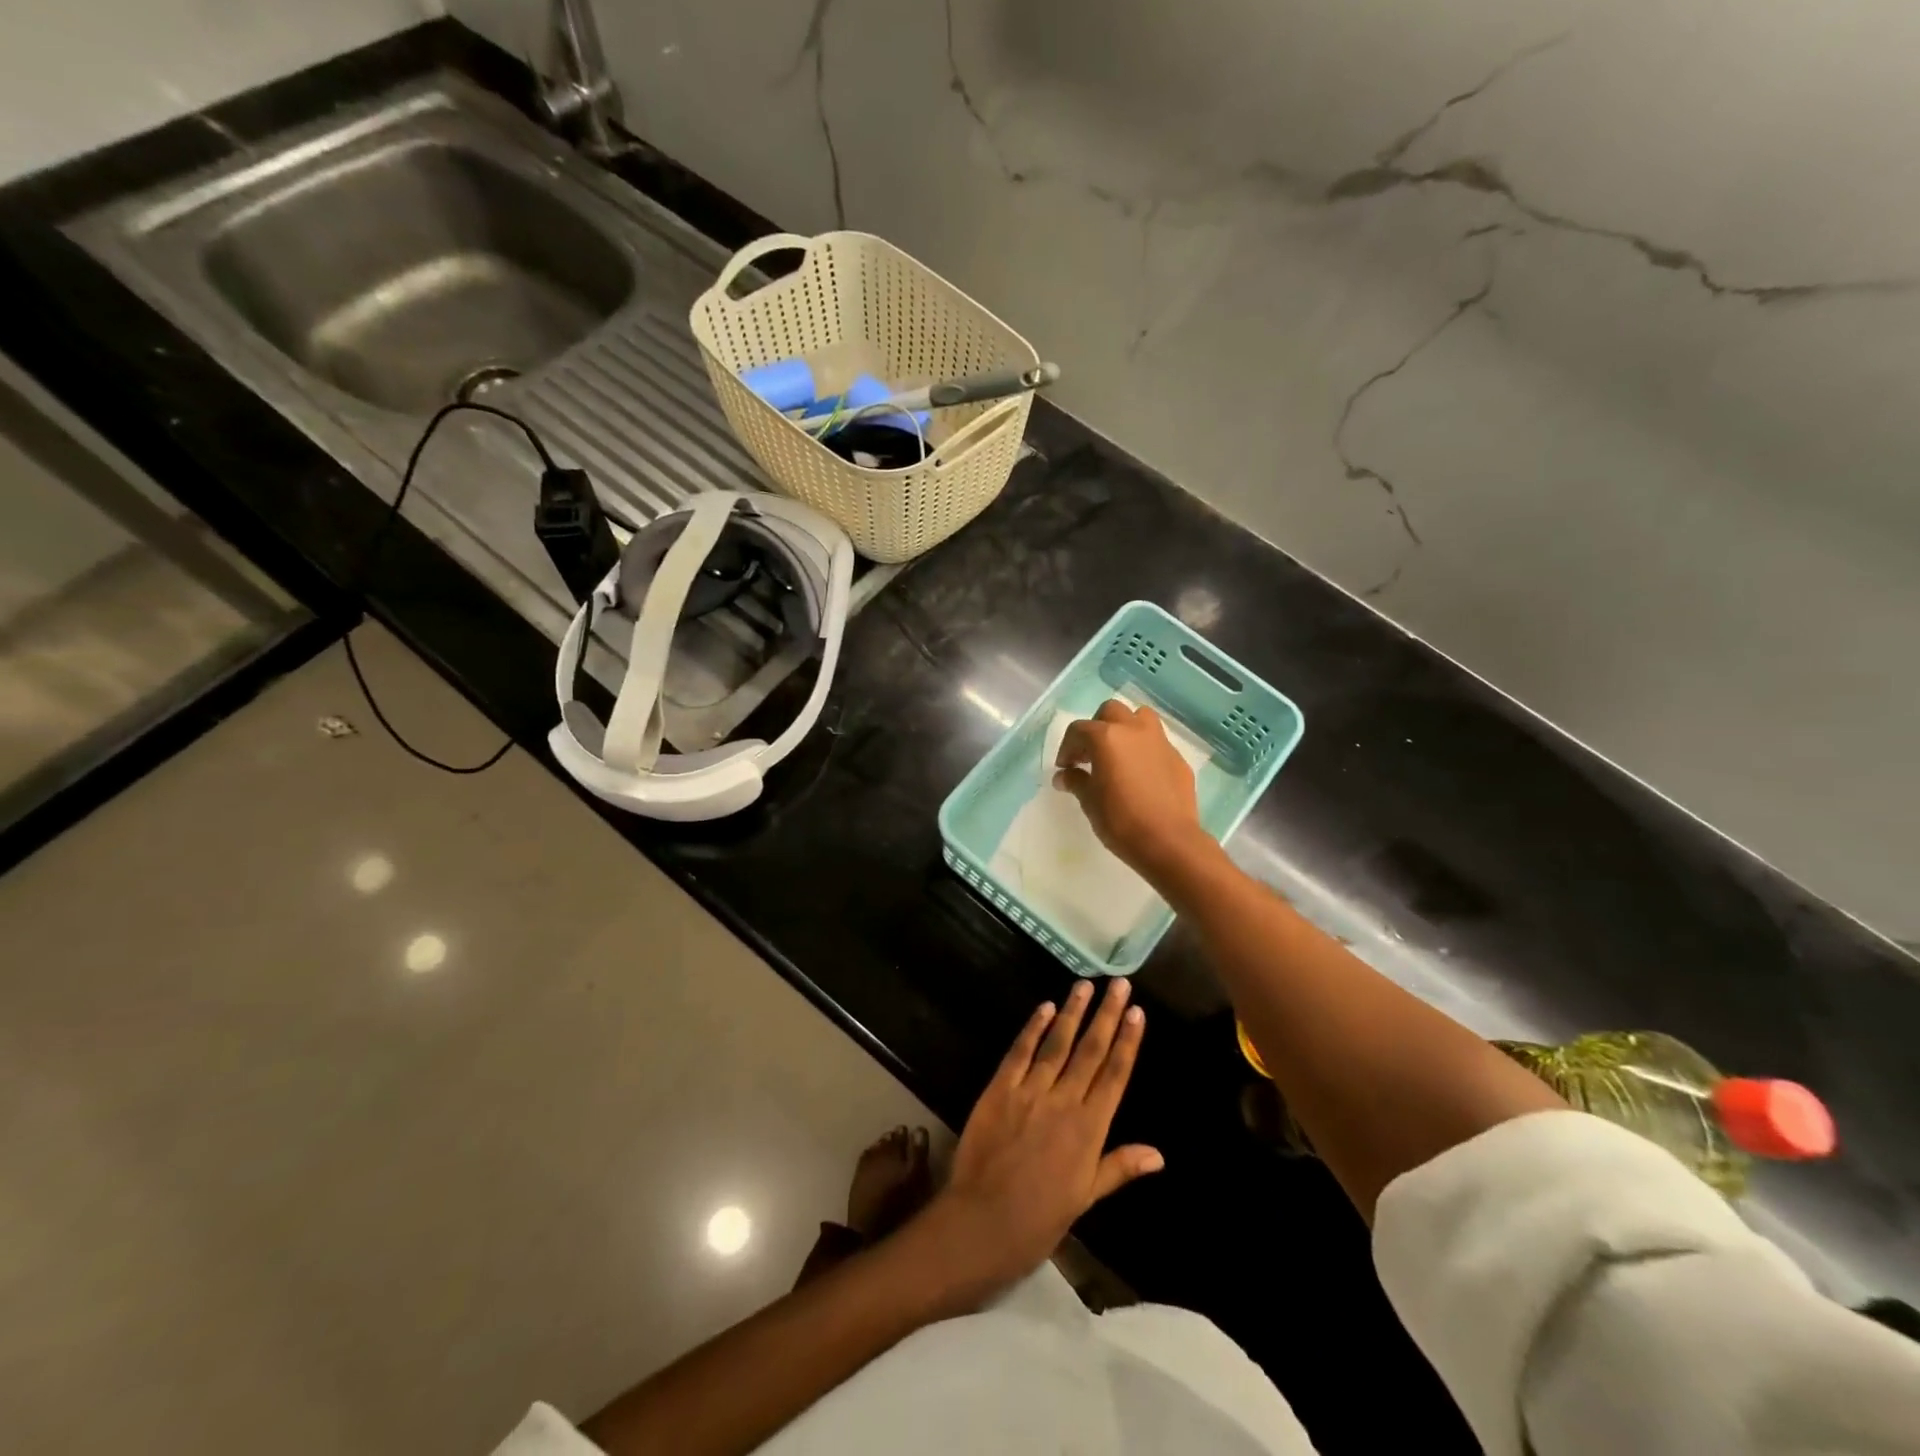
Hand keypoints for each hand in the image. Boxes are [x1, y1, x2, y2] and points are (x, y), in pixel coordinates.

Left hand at [926, 978, 1162, 1294]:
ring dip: (1072, 1012)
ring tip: (1085, 986)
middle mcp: (1064, 1102)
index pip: (1115, 1075)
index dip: (1128, 1042)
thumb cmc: (1039, 1219)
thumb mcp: (1085, 1198)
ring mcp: (1030, 1092)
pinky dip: (1033, 1028)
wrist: (983, 1222)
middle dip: (1107, 1015)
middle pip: (1091, 1051)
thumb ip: (1119, 1168)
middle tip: (1118, 984)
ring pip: (1057, 1043)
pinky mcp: (1000, 1089)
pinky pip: (1020, 1052)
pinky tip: (1044, 1007)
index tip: (1137, 1012)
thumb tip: (1159, 1154)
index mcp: (1090, 1130)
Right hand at [1054, 699, 1210, 883]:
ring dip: (1125, 728)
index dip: (1067, 748)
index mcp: (1107, 737)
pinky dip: (1144, 750)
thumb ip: (1076, 782)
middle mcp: (1134, 730)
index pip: (1078, 730)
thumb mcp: (1089, 802)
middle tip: (1090, 755)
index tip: (1065, 768)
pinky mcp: (1178, 759)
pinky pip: (1157, 743)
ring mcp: (1160, 742)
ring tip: (1118, 754)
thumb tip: (1064, 776)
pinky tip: (1140, 775)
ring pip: (1140, 718)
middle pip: (1111, 712)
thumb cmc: (1121, 820)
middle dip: (1096, 728)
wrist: (1169, 841)